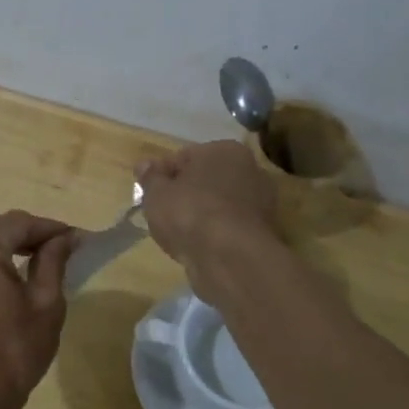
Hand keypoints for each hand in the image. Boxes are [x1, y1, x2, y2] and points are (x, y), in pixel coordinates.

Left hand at [0, 210, 75, 408]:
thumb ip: (54, 258)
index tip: (78, 237)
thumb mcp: (46, 301)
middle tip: (56, 250)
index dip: (51, 229)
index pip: (20, 223)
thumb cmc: (14, 349)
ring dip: (1, 240)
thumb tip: (67, 236)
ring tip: (30, 259)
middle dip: (25, 234)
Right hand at [137, 141, 281, 299]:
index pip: (185, 156)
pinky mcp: (263, 232)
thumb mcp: (156, 192)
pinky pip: (227, 226)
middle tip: (161, 211)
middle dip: (185, 192)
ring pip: (218, 204)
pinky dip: (213, 233)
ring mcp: (261, 202)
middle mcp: (250, 170)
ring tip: (176, 232)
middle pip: (206, 179)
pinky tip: (196, 246)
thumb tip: (145, 165)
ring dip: (200, 214)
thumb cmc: (189, 213)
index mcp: (225, 150)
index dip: (162, 173)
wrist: (229, 257)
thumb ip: (150, 177)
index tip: (147, 191)